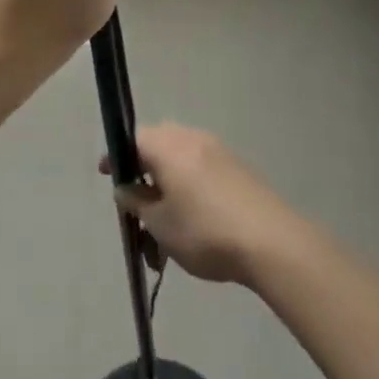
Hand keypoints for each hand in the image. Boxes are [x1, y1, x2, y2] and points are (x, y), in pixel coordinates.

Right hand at [104, 124, 291, 285]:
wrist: (270, 241)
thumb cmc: (205, 231)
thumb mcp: (160, 224)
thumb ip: (136, 203)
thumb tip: (125, 188)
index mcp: (167, 145)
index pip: (132, 139)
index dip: (117, 157)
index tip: (107, 176)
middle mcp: (190, 137)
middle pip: (158, 145)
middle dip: (145, 171)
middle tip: (140, 203)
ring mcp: (217, 149)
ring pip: (181, 159)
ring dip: (169, 183)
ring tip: (168, 224)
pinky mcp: (237, 167)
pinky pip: (202, 168)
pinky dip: (190, 186)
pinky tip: (196, 220)